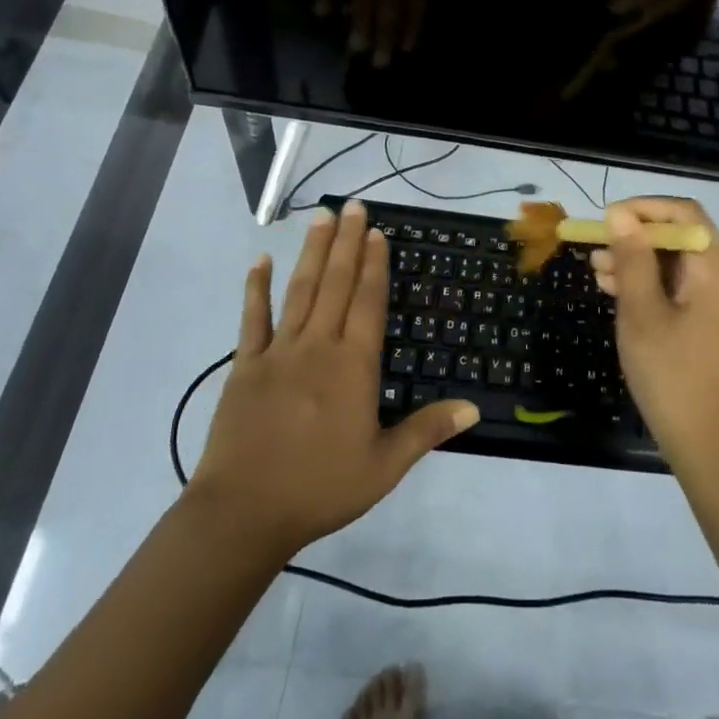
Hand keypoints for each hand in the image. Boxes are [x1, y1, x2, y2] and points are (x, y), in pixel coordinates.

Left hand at [188, 202, 480, 557]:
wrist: (244, 512)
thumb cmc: (320, 488)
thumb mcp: (384, 466)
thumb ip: (427, 431)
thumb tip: (474, 408)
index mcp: (353, 365)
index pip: (367, 302)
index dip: (374, 264)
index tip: (377, 232)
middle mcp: (318, 346)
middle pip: (336, 283)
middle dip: (347, 242)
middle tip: (353, 205)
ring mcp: (278, 352)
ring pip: (300, 290)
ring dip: (313, 252)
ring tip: (321, 217)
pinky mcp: (245, 365)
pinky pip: (252, 318)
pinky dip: (256, 288)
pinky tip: (260, 261)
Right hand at [589, 198, 718, 474]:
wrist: (712, 451)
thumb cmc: (673, 378)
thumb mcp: (642, 314)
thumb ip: (632, 259)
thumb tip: (621, 213)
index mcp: (718, 272)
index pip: (685, 213)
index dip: (645, 208)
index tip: (608, 220)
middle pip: (683, 240)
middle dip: (637, 239)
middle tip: (596, 251)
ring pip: (680, 269)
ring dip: (641, 265)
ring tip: (599, 273)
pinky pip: (686, 294)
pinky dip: (655, 289)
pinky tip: (622, 297)